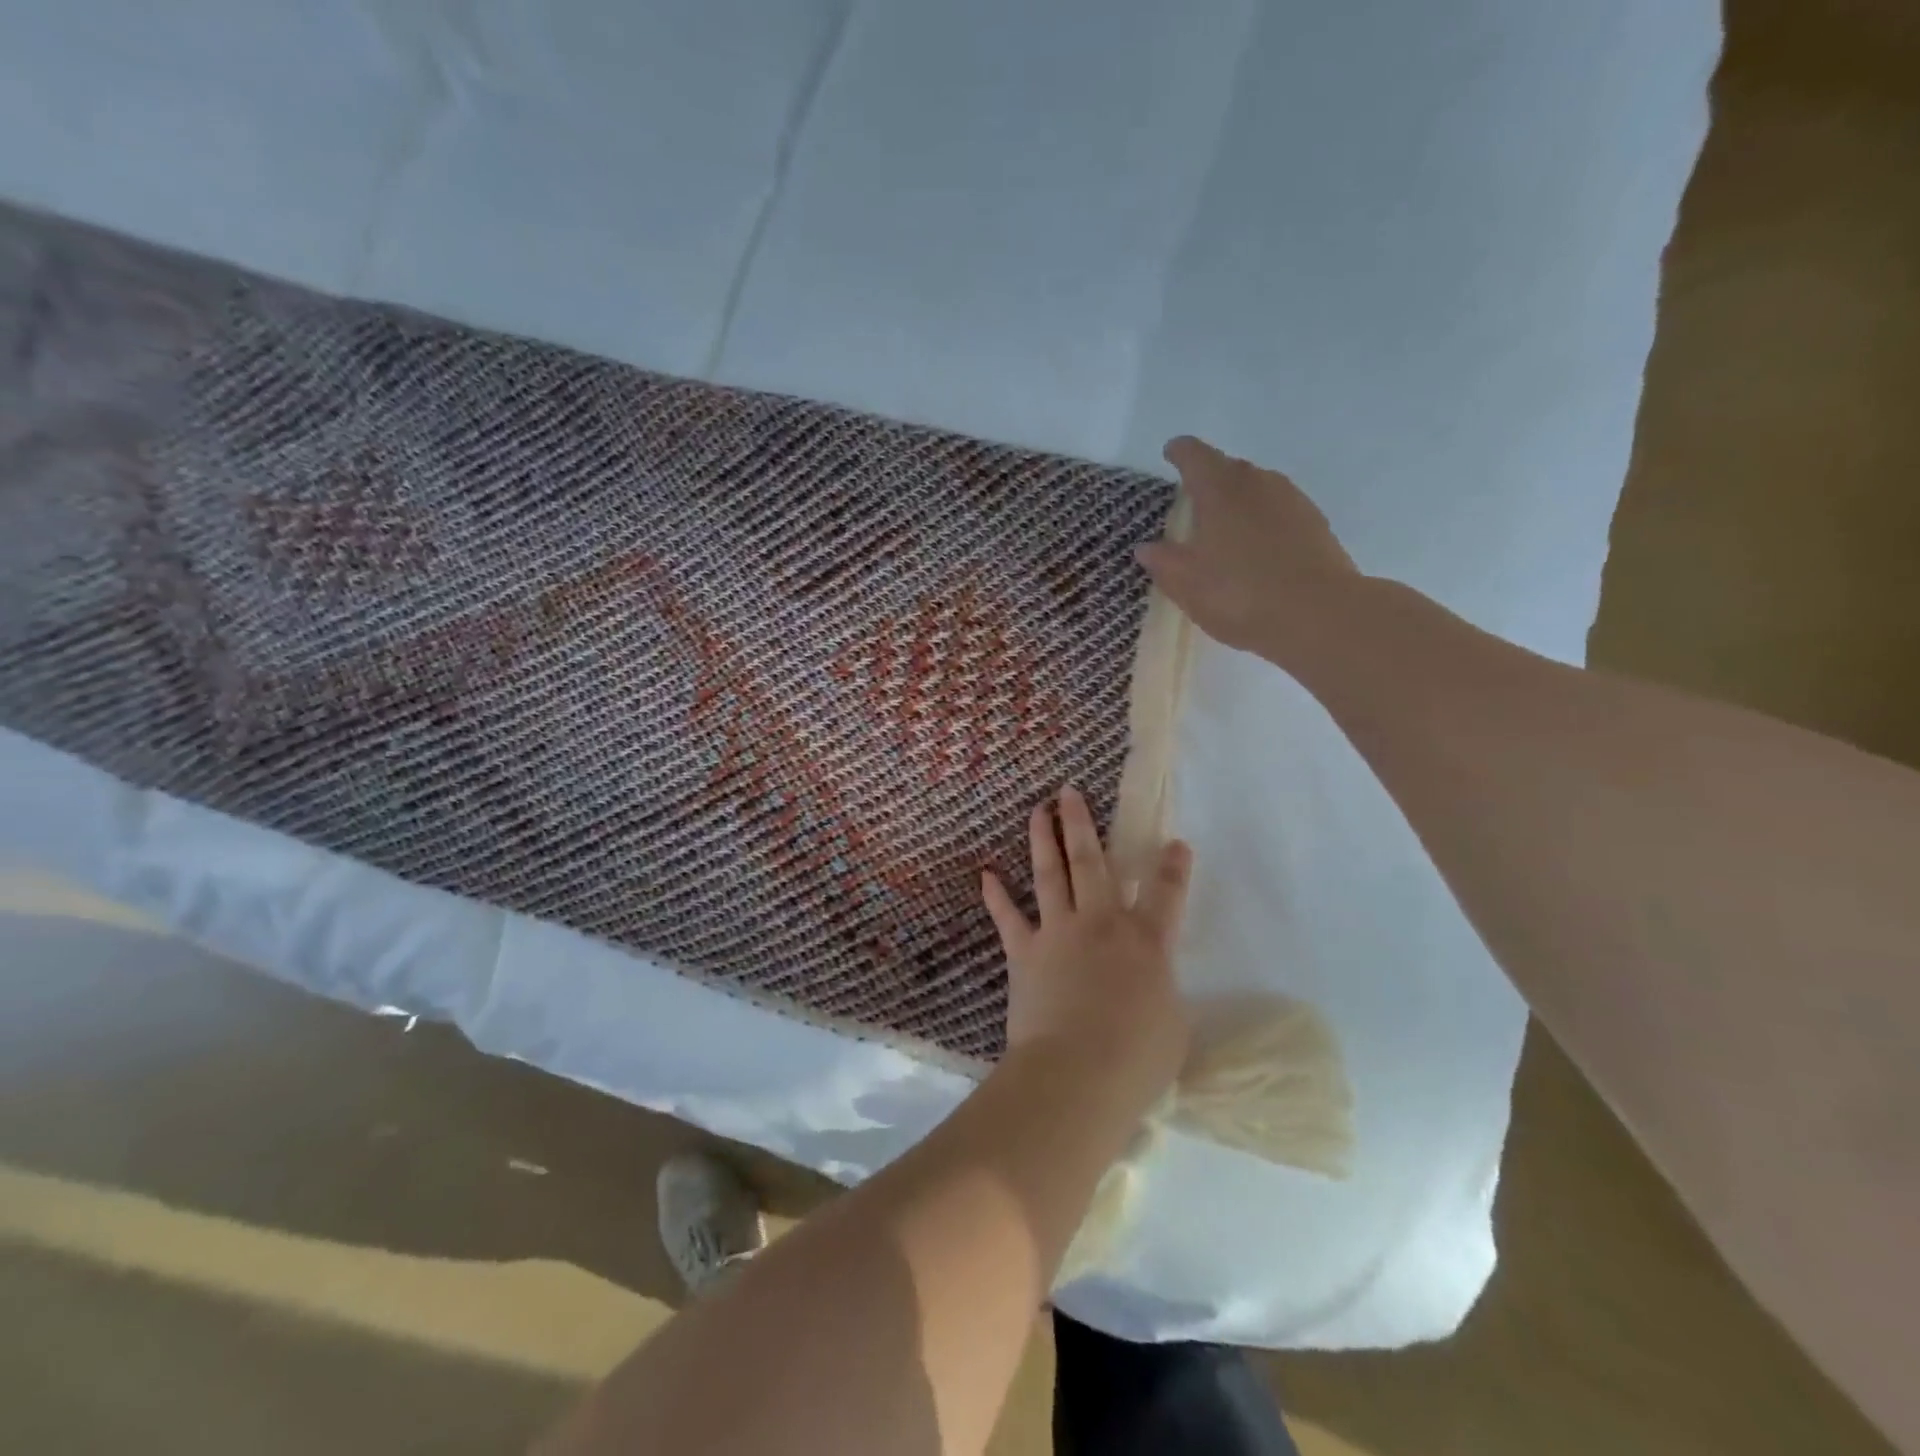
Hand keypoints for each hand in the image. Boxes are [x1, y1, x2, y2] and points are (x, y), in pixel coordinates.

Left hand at [981, 786, 1192, 1113]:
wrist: (1076, 1073)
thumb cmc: (1136, 1058)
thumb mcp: (1172, 1025)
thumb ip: (1162, 992)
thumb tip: (1152, 985)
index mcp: (1146, 941)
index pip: (1166, 894)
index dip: (1173, 867)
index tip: (1175, 843)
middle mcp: (1102, 924)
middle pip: (1093, 862)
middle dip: (1083, 824)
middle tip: (1070, 792)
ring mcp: (1059, 932)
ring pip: (1050, 873)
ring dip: (1044, 839)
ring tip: (1038, 810)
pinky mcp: (1024, 952)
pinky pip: (1007, 917)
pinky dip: (996, 895)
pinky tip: (986, 874)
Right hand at [1136, 436, 1363, 666]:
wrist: (1319, 615)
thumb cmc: (1239, 594)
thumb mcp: (1186, 584)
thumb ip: (1162, 561)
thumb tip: (1147, 547)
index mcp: (1219, 488)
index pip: (1194, 454)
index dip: (1179, 453)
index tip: (1170, 454)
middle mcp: (1257, 482)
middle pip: (1228, 468)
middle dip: (1208, 480)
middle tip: (1192, 505)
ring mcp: (1292, 500)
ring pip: (1257, 490)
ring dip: (1238, 503)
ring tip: (1224, 532)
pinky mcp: (1315, 524)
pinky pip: (1279, 512)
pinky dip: (1262, 523)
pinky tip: (1256, 552)